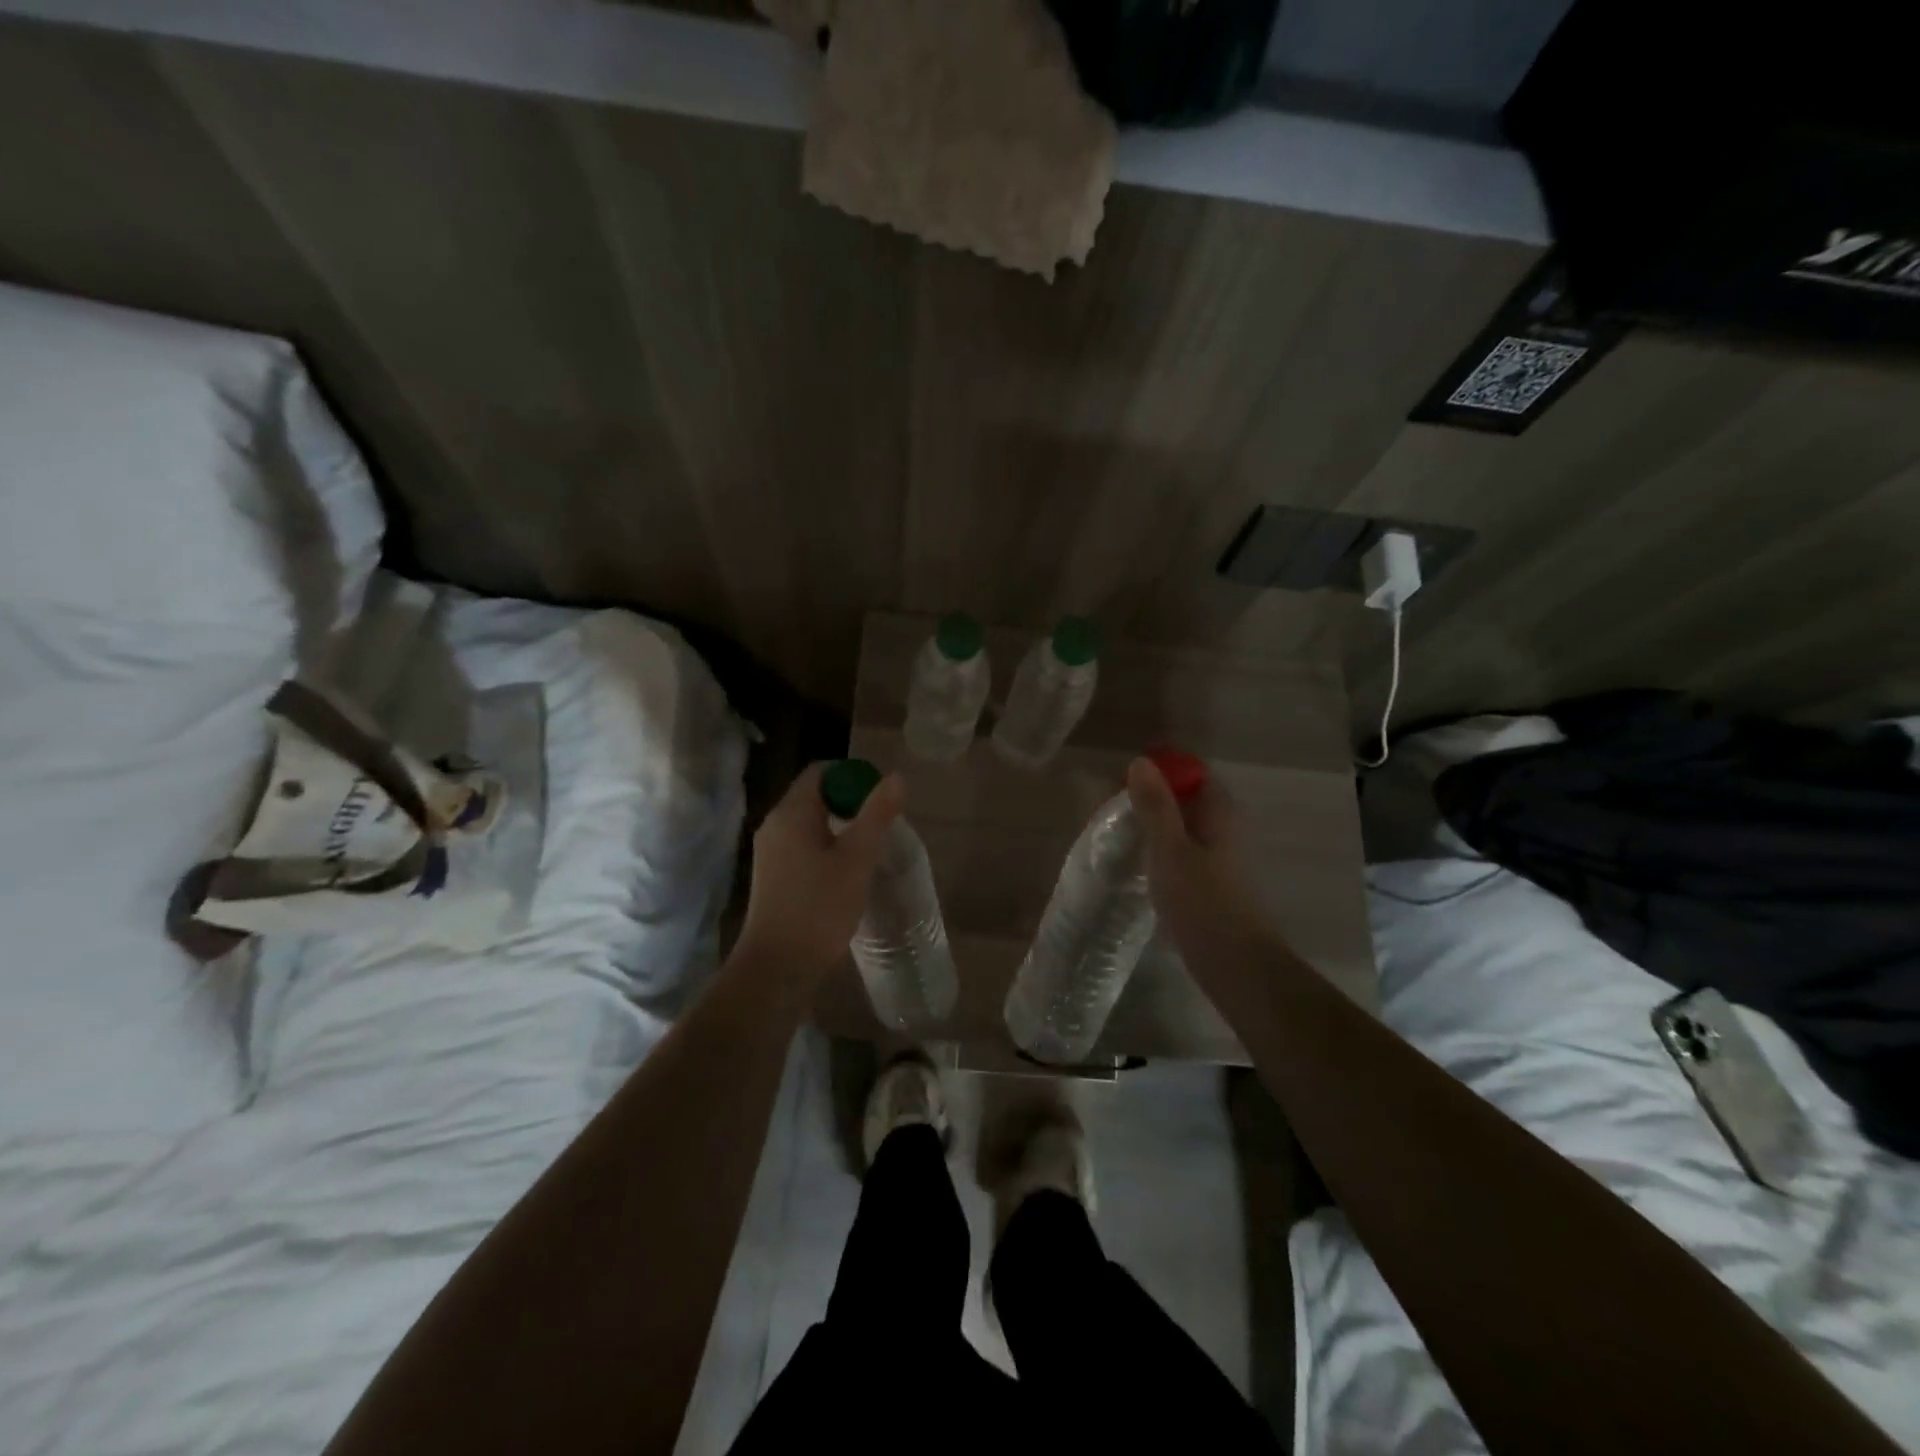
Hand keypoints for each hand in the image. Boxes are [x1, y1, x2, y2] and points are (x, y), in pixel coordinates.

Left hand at [733, 762, 904, 982]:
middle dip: (851, 802)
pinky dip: (828, 849)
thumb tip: (895, 777)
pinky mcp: (774, 877)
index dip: (853, 775)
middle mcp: (775, 826)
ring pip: (811, 824)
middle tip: (883, 824)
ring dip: (842, 828)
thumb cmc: (818, 909)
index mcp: (790, 813)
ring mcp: (771, 853)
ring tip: (872, 849)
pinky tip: (849, 872)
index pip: (821, 772)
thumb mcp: (856, 860)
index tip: (881, 797)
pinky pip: (804, 847)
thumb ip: (877, 815)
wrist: (776, 968)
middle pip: (816, 796)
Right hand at [1126, 756, 1269, 958]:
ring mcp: (1220, 856)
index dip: (1160, 771)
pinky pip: (1182, 851)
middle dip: (1151, 799)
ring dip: (1153, 827)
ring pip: (1182, 826)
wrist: (1235, 966)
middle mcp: (1225, 827)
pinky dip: (1160, 851)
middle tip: (1113, 813)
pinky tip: (1138, 866)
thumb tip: (1141, 761)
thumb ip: (1155, 806)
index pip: (1192, 772)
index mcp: (1220, 812)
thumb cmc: (1202, 902)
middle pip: (1186, 798)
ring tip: (1119, 837)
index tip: (1124, 784)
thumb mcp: (1169, 849)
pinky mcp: (1211, 881)